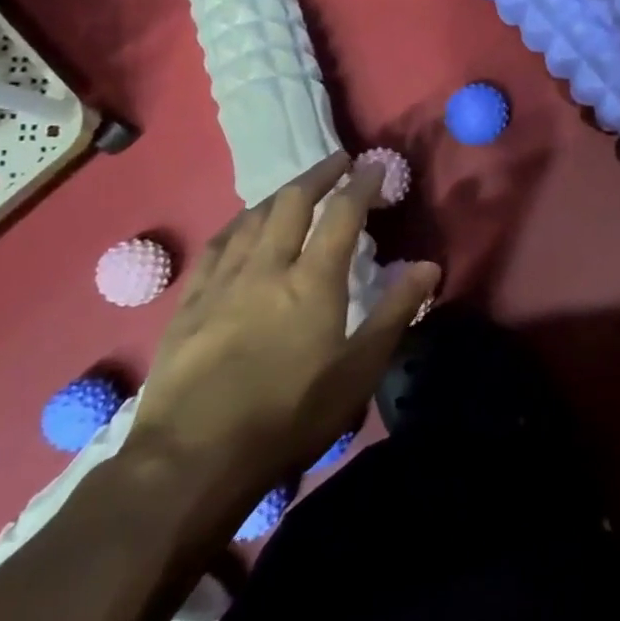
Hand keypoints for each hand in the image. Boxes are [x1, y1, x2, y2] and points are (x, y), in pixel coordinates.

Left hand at [128, 152, 439, 521]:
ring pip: (252, 218)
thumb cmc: (289, 415)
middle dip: (319, 174)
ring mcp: (222, 282)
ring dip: (280, 194)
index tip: (375, 165)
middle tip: (338, 161)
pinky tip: (242, 225)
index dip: (361, 184)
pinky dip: (239, 223)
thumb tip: (429, 266)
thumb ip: (395, 312)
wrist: (193, 459)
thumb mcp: (357, 371)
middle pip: (292, 203)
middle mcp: (267, 267)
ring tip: (296, 187)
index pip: (342, 214)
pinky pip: (217, 245)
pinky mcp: (190, 303)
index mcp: (312, 281)